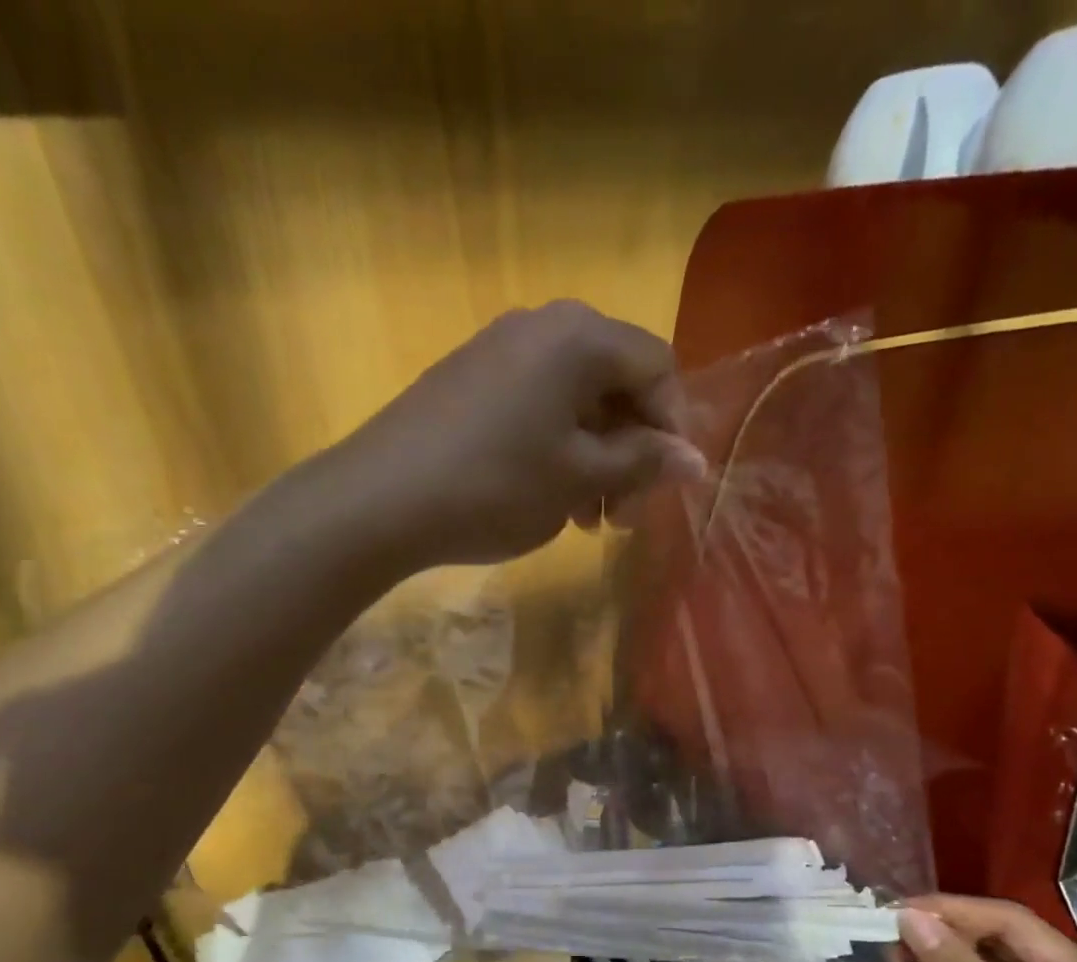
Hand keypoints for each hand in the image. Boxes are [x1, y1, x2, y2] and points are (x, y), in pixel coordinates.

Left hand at [337, 301, 705, 569]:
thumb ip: (643, 461)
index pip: (657, 367)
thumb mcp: (580, 478)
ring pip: (575, 401)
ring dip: (596, 459)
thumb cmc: (497, 485)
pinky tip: (550, 498)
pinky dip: (557, 450)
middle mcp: (543, 326)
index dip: (674, 427)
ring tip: (588, 519)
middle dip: (632, 451)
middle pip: (616, 383)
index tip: (667, 486)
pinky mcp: (470, 379)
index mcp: (580, 337)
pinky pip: (536, 407)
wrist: (382, 499)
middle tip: (624, 515)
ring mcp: (500, 349)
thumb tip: (694, 460)